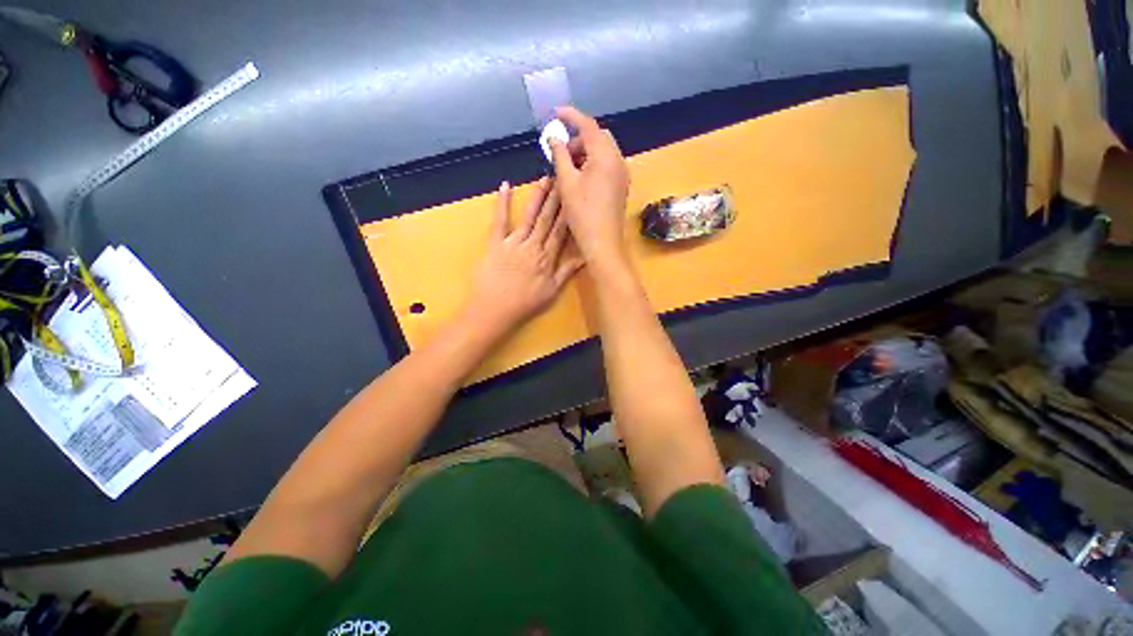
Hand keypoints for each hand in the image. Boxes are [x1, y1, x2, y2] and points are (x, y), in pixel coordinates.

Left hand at [464, 178, 582, 334]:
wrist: (494, 309)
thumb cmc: (524, 303)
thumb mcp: (551, 292)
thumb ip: (566, 272)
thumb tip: (584, 257)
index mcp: (546, 258)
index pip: (560, 231)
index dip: (568, 213)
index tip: (574, 197)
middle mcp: (532, 246)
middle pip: (546, 220)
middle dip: (556, 199)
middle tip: (563, 179)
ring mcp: (513, 242)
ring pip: (529, 217)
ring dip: (537, 197)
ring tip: (545, 179)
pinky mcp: (495, 243)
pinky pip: (499, 221)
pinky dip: (502, 203)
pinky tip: (505, 186)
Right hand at [548, 106, 630, 266]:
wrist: (603, 243)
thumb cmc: (583, 213)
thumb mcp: (566, 183)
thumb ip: (560, 156)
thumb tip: (554, 137)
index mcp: (605, 155)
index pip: (588, 125)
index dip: (571, 116)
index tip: (556, 113)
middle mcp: (618, 160)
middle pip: (598, 137)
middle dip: (579, 138)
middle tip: (561, 152)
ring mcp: (622, 174)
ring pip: (603, 151)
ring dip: (586, 152)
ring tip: (568, 167)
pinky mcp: (621, 186)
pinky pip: (608, 164)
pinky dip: (593, 163)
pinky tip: (580, 177)